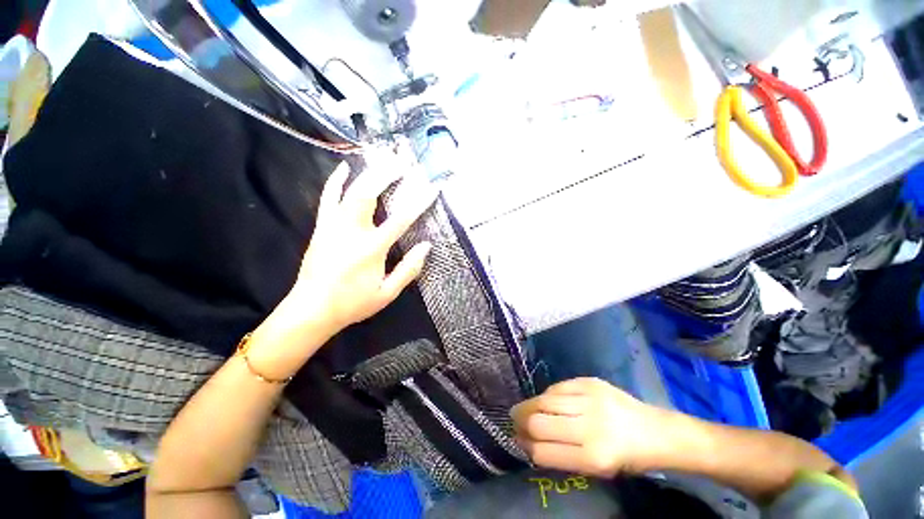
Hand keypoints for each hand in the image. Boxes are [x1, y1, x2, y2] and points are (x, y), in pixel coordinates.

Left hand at [290, 161, 435, 329]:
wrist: (312, 309)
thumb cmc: (353, 303)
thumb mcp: (387, 293)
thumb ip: (408, 269)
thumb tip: (426, 246)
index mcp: (371, 249)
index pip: (401, 219)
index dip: (419, 202)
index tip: (432, 187)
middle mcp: (352, 231)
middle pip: (370, 194)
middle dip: (387, 175)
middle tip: (403, 162)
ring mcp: (333, 226)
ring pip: (351, 191)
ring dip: (368, 174)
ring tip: (383, 160)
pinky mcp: (322, 227)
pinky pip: (327, 198)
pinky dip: (335, 181)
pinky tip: (344, 167)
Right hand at [511, 377, 667, 477]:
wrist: (654, 430)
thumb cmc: (625, 457)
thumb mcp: (595, 468)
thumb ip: (561, 455)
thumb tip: (528, 442)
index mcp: (594, 457)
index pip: (543, 451)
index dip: (526, 447)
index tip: (519, 441)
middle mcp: (590, 426)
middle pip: (539, 422)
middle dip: (521, 423)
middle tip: (515, 422)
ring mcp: (590, 399)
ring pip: (544, 400)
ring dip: (529, 405)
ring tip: (524, 408)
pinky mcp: (590, 381)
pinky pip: (557, 386)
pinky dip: (548, 395)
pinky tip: (547, 400)